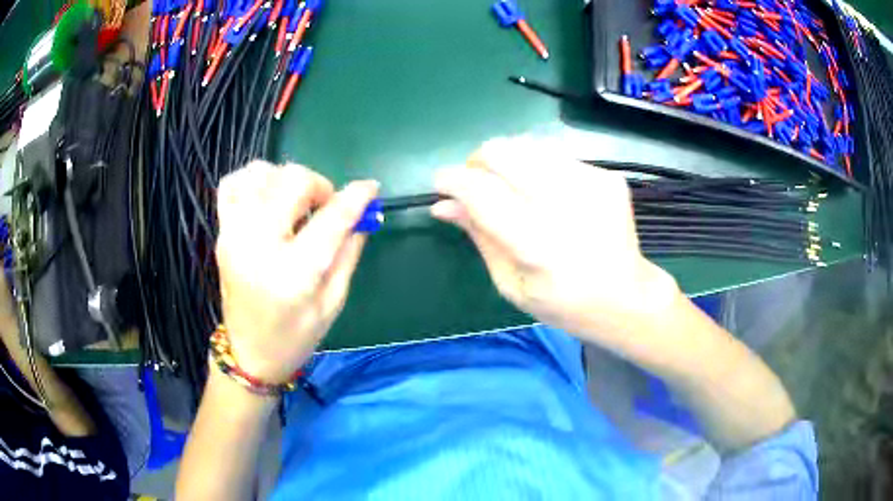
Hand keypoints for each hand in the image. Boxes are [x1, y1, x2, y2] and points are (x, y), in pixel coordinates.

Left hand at [215, 161, 377, 382]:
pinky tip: (267, 198)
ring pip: (261, 173)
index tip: (370, 188)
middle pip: (293, 181)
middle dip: (319, 186)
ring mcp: (234, 234)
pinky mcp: (221, 232)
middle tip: (326, 208)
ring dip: (286, 180)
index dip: (356, 198)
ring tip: (295, 204)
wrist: (249, 353)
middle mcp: (258, 245)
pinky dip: (254, 180)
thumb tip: (364, 213)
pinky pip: (232, 183)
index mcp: (292, 273)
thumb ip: (348, 253)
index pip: (330, 219)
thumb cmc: (296, 337)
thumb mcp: (332, 303)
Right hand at [431, 137, 680, 352]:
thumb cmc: (563, 303)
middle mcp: (567, 205)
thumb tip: (442, 205)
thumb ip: (479, 237)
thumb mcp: (511, 284)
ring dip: (507, 163)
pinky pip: (555, 155)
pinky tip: (548, 195)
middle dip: (477, 161)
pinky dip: (538, 169)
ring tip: (513, 190)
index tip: (441, 184)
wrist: (626, 298)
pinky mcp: (607, 176)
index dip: (451, 180)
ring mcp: (592, 184)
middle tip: (478, 184)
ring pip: (527, 145)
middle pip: (502, 151)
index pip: (480, 191)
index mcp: (538, 245)